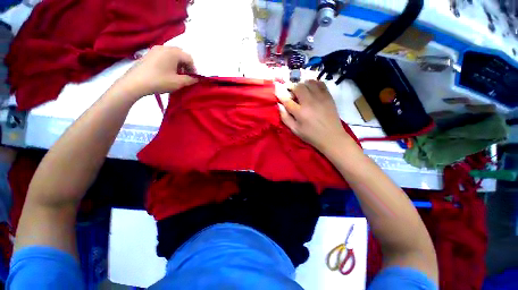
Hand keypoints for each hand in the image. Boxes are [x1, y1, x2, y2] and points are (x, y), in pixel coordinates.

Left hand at [116, 46, 197, 98]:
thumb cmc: (159, 81)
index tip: (193, 78)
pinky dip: (169, 63)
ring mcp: (155, 49)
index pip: (189, 58)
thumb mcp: (178, 83)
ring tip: (176, 75)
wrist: (135, 83)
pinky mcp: (149, 54)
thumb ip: (190, 79)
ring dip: (178, 64)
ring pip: (172, 55)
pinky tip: (167, 72)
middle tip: (185, 76)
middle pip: (181, 54)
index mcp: (173, 52)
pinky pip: (164, 56)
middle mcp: (164, 47)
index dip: (193, 69)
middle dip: (186, 65)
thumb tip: (196, 78)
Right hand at [277, 80, 351, 152]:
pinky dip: (313, 83)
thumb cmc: (311, 135)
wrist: (331, 136)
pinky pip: (320, 83)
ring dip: (302, 84)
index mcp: (300, 112)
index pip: (287, 99)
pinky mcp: (328, 96)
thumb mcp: (295, 130)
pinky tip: (311, 89)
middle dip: (291, 87)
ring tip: (300, 90)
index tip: (277, 90)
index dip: (280, 94)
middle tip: (290, 92)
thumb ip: (285, 117)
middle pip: (298, 87)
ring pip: (309, 82)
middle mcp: (309, 102)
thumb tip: (279, 105)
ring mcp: (320, 97)